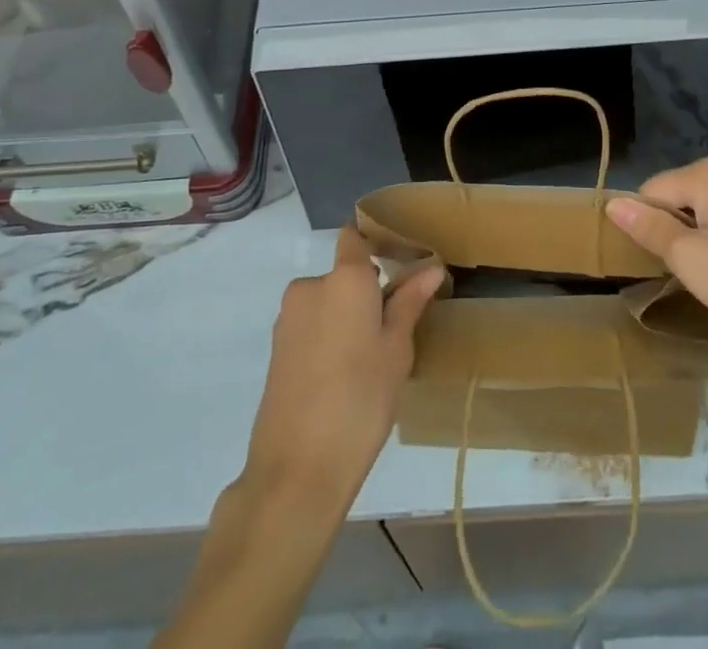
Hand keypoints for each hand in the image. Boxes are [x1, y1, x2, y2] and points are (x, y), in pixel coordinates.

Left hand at [240, 225, 443, 514]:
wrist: (296, 469)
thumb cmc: (360, 401)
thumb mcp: (396, 351)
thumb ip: (409, 302)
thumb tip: (431, 267)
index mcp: (345, 279)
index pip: (355, 237)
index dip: (374, 243)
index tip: (399, 264)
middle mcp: (311, 286)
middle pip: (344, 274)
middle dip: (365, 293)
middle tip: (391, 332)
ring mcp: (288, 317)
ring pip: (327, 302)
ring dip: (346, 318)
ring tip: (368, 362)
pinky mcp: (276, 347)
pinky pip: (310, 326)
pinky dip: (327, 338)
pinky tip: (341, 377)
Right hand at [605, 157, 707, 356]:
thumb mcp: (688, 258)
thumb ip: (648, 227)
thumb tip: (613, 204)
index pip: (652, 190)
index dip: (648, 225)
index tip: (662, 259)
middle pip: (679, 193)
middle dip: (674, 227)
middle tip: (690, 267)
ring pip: (704, 204)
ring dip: (698, 232)